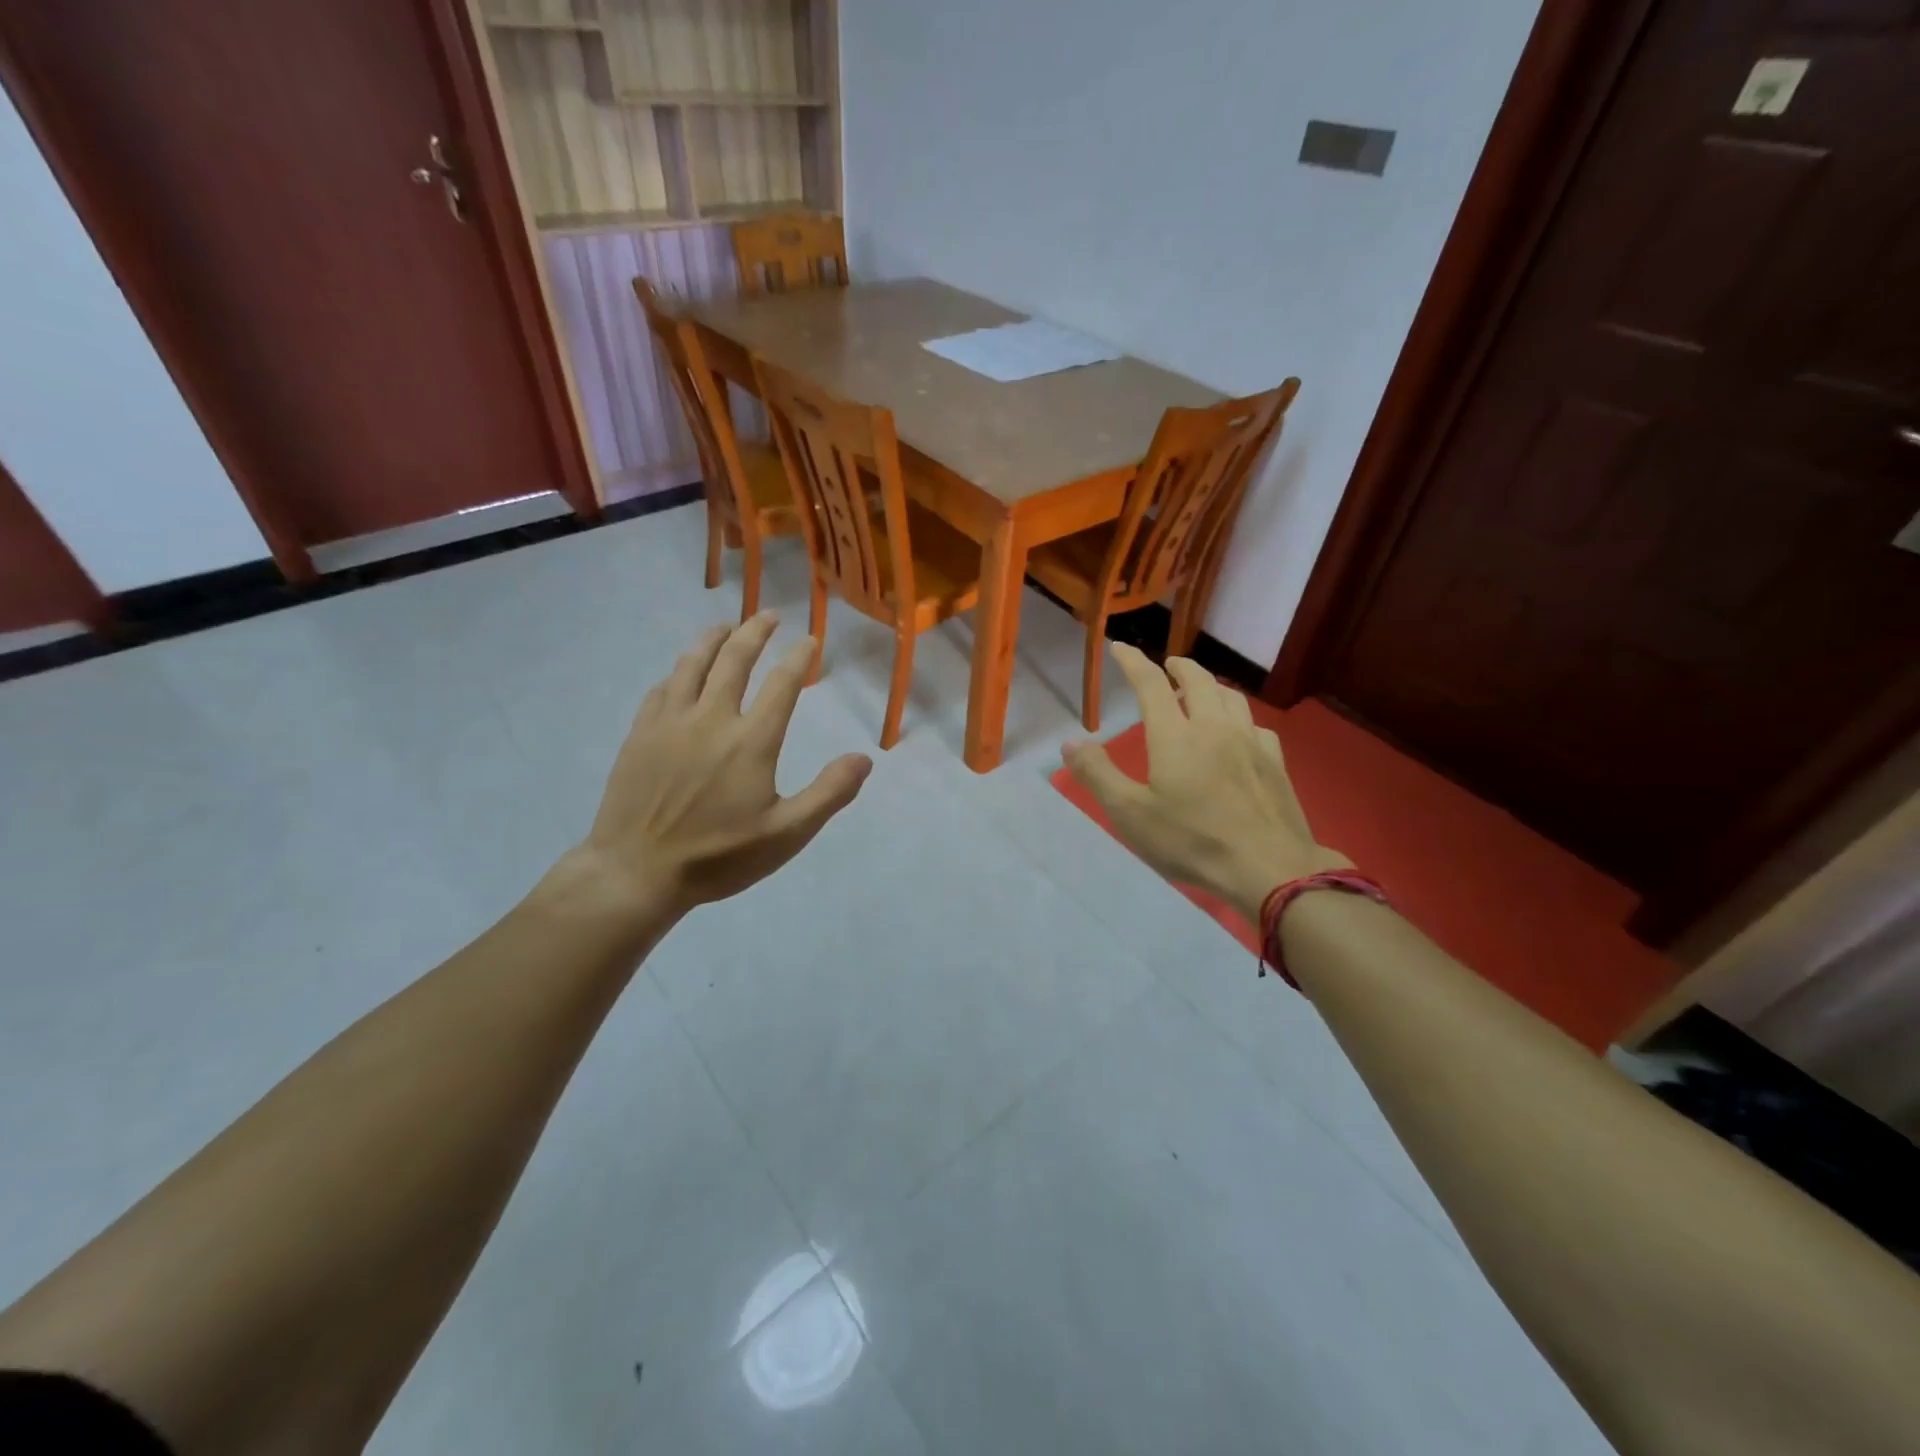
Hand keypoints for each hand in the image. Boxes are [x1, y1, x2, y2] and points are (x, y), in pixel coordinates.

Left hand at [571, 613, 871, 920]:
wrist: (636, 871)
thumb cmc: (718, 856)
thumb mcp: (786, 834)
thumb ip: (829, 793)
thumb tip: (864, 758)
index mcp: (751, 740)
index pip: (782, 684)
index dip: (799, 658)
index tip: (810, 640)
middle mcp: (711, 718)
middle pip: (734, 660)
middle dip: (755, 632)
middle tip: (768, 616)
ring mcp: (670, 723)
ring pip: (692, 664)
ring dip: (713, 639)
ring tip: (726, 626)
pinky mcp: (640, 734)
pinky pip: (661, 688)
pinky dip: (678, 671)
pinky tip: (682, 672)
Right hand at [1063, 643, 1346, 921]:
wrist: (1269, 868)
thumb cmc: (1192, 841)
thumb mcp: (1130, 814)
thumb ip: (1098, 774)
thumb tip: (1071, 741)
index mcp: (1175, 736)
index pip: (1151, 684)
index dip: (1133, 661)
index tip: (1120, 647)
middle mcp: (1214, 726)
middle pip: (1198, 680)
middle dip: (1179, 666)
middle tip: (1167, 665)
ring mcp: (1249, 742)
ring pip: (1230, 697)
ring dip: (1210, 685)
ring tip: (1200, 691)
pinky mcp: (1274, 761)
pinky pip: (1254, 724)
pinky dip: (1238, 716)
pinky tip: (1238, 731)